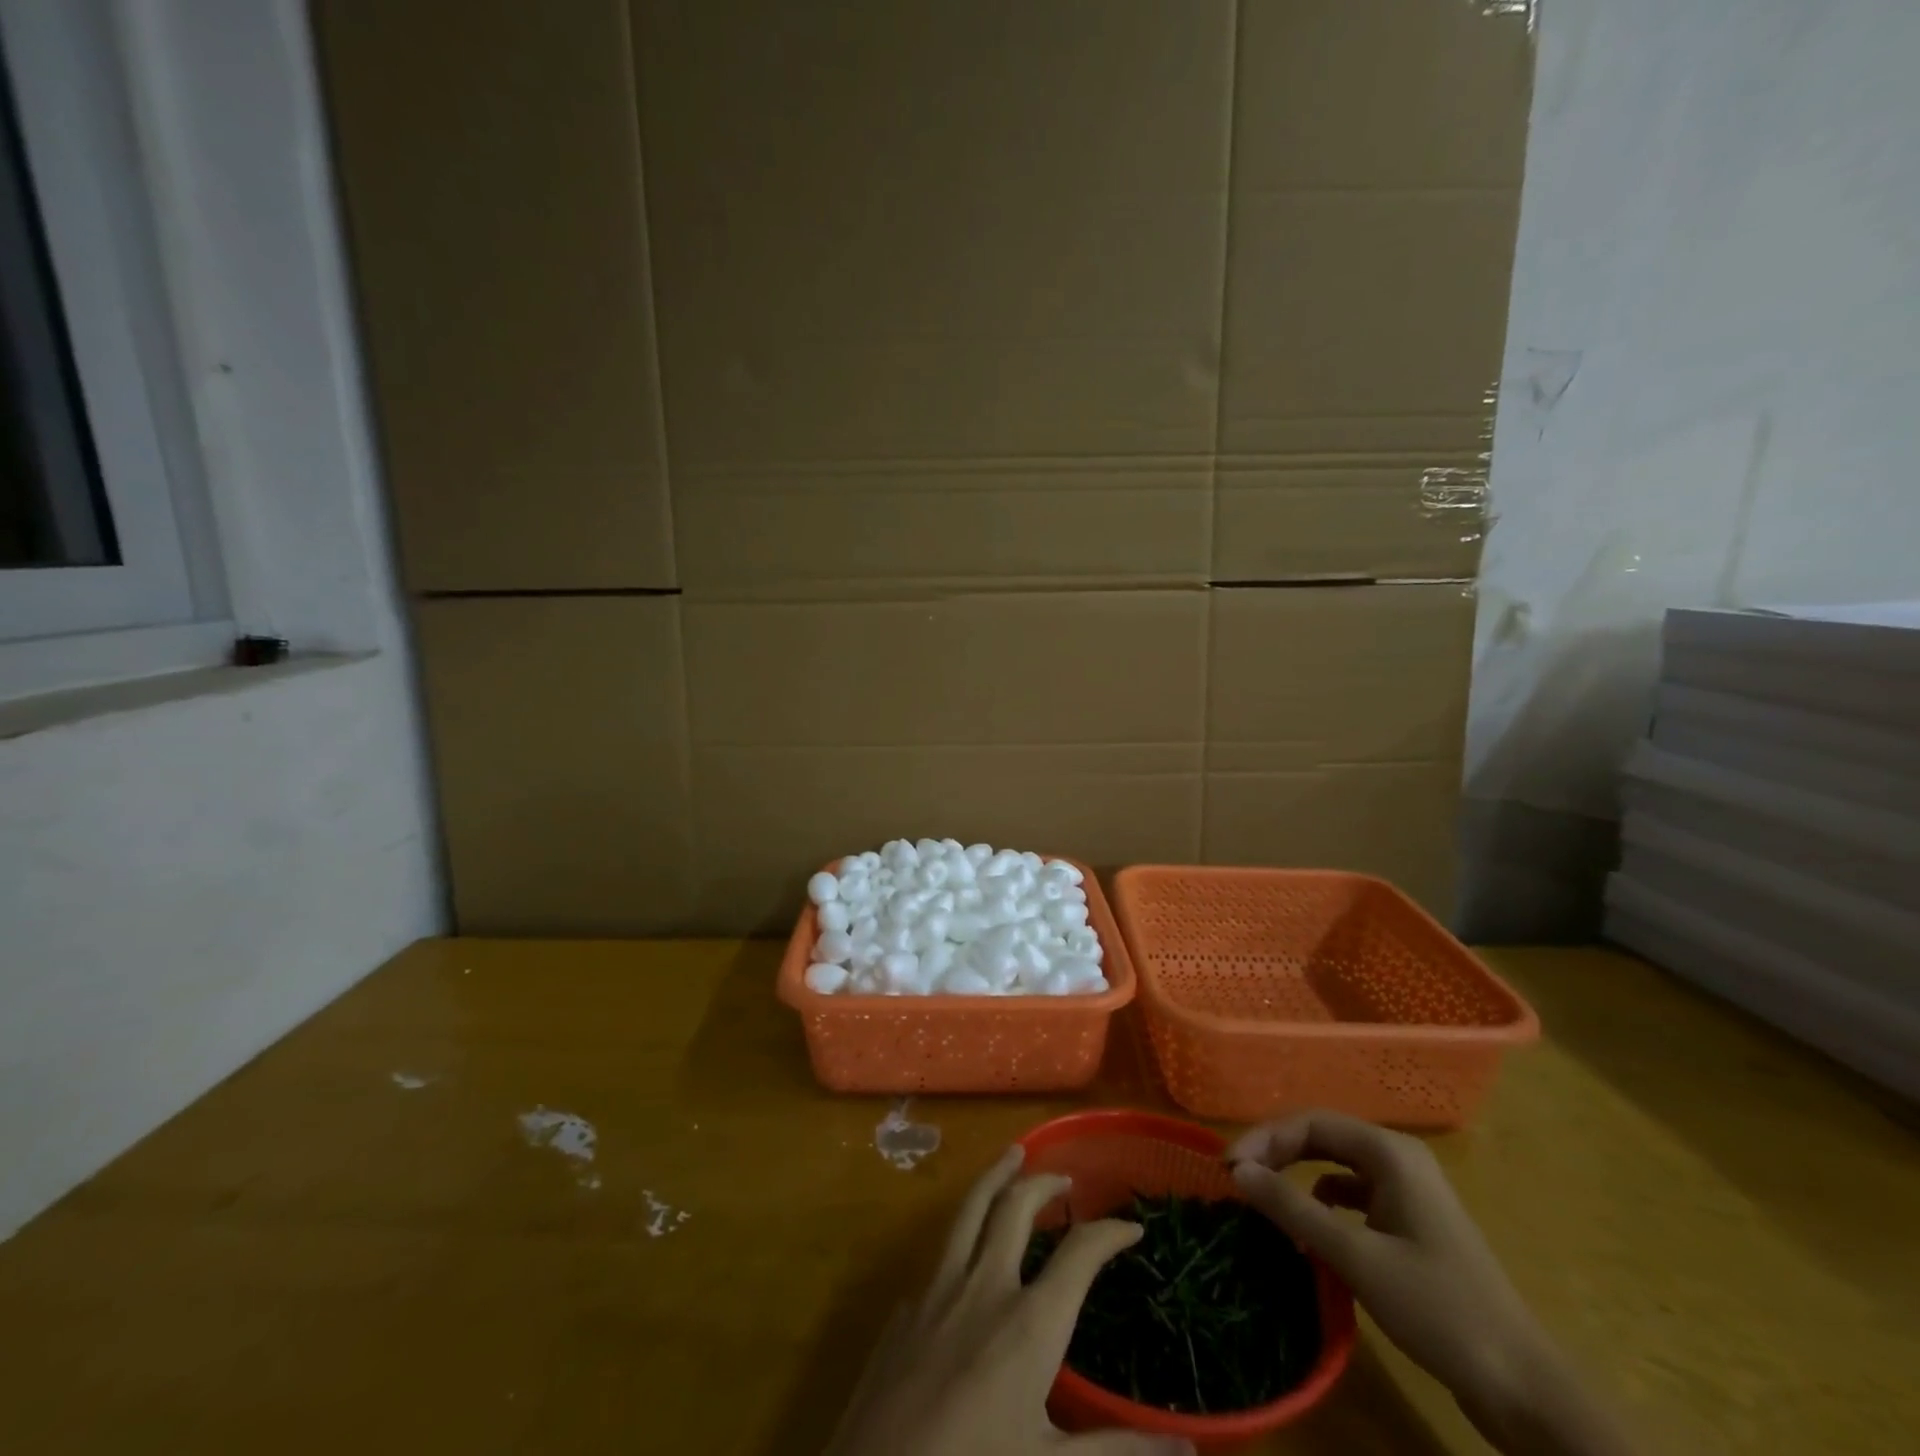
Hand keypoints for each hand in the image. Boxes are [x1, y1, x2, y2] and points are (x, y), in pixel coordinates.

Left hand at [826, 1144, 1193, 1455]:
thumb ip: (1118, 1452)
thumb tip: (1189, 1446)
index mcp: (1029, 1323)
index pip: (1079, 1254)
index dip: (1110, 1233)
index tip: (1132, 1228)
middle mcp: (985, 1287)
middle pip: (1016, 1207)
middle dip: (1043, 1182)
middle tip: (1065, 1177)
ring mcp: (939, 1291)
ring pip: (969, 1210)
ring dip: (995, 1177)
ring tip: (1012, 1155)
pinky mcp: (907, 1310)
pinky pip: (940, 1257)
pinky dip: (962, 1237)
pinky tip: (966, 1252)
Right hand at [1229, 1112, 1637, 1455]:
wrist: (1523, 1387)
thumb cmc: (1437, 1308)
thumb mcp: (1355, 1256)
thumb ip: (1292, 1207)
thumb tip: (1238, 1171)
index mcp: (1390, 1152)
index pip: (1310, 1123)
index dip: (1265, 1138)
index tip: (1230, 1167)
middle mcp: (1399, 1159)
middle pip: (1322, 1137)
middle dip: (1277, 1152)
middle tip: (1239, 1178)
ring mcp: (1410, 1192)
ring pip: (1337, 1165)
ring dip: (1297, 1175)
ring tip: (1265, 1198)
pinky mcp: (1413, 1225)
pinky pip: (1355, 1195)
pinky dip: (1324, 1202)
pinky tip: (1310, 1228)